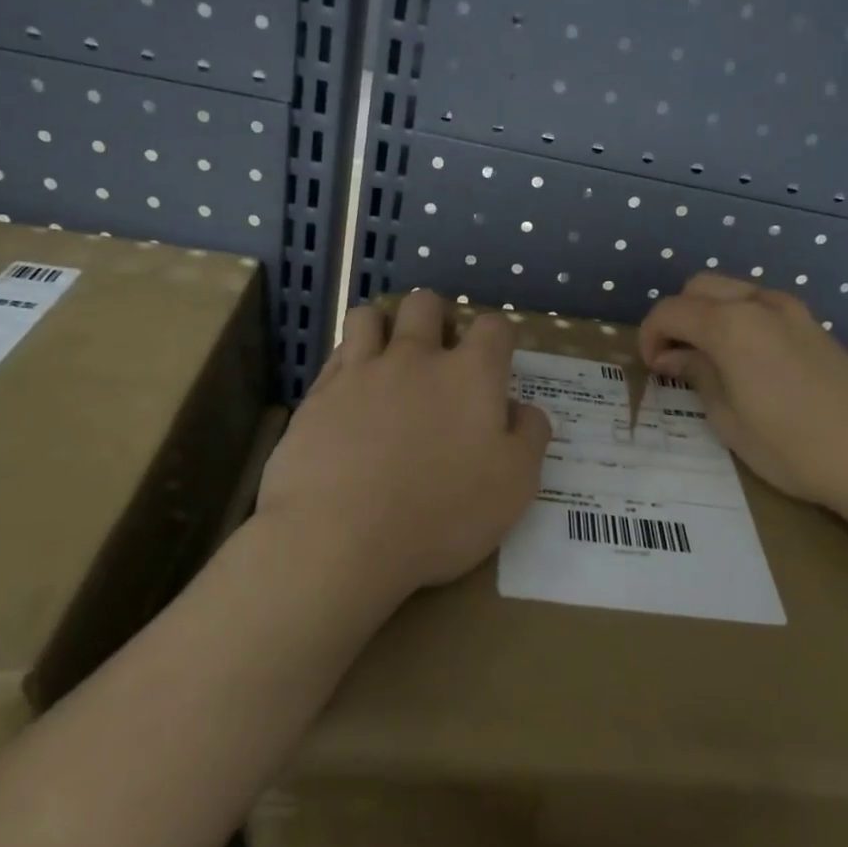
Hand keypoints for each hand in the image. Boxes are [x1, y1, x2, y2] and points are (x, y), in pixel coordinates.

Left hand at [257, 291, 551, 605]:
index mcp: (470, 376)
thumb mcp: (515, 485)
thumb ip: (529, 436)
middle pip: (425, 305)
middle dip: (434, 318)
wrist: (343, 541)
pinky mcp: (319, 396)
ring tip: (386, 360)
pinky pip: (334, 357)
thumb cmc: (443, 516)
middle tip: (436, 356)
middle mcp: (415, 359)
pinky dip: (347, 363)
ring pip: (369, 318)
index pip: (493, 327)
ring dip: (382, 328)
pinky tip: (351, 392)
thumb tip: (524, 409)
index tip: (496, 360)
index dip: (499, 337)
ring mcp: (361, 373)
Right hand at [638, 273, 847, 518]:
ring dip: (710, 314)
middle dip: (678, 316)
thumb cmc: (792, 446)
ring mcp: (793, 310)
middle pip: (700, 287)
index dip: (650, 335)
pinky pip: (763, 306)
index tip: (652, 367)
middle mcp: (759, 304)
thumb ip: (698, 375)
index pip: (671, 310)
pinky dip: (740, 320)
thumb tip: (676, 356)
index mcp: (730, 325)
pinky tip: (748, 361)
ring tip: (710, 359)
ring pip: (734, 291)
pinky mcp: (816, 325)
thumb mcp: (728, 419)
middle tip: (675, 357)